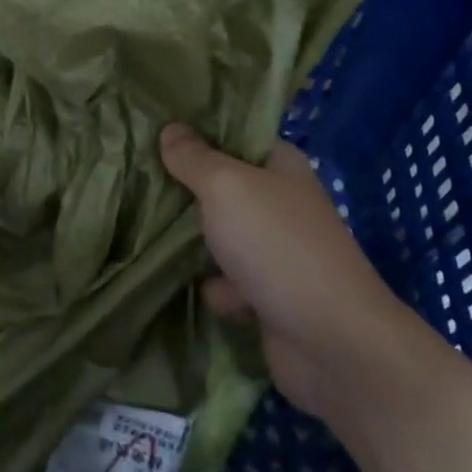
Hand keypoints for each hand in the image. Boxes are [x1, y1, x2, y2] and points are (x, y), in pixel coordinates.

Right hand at [161, 123, 409, 415]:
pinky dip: (218, 290)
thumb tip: (170, 128)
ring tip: (155, 237)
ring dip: (195, 243)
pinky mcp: (269, 294)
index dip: (196, 131)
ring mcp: (276, 250)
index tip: (154, 130)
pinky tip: (214, 296)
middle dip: (184, 188)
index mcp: (280, 165)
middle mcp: (280, 202)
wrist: (332, 343)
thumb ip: (194, 158)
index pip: (233, 134)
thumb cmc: (278, 247)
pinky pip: (227, 280)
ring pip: (218, 234)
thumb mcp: (226, 187)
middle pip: (220, 185)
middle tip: (139, 182)